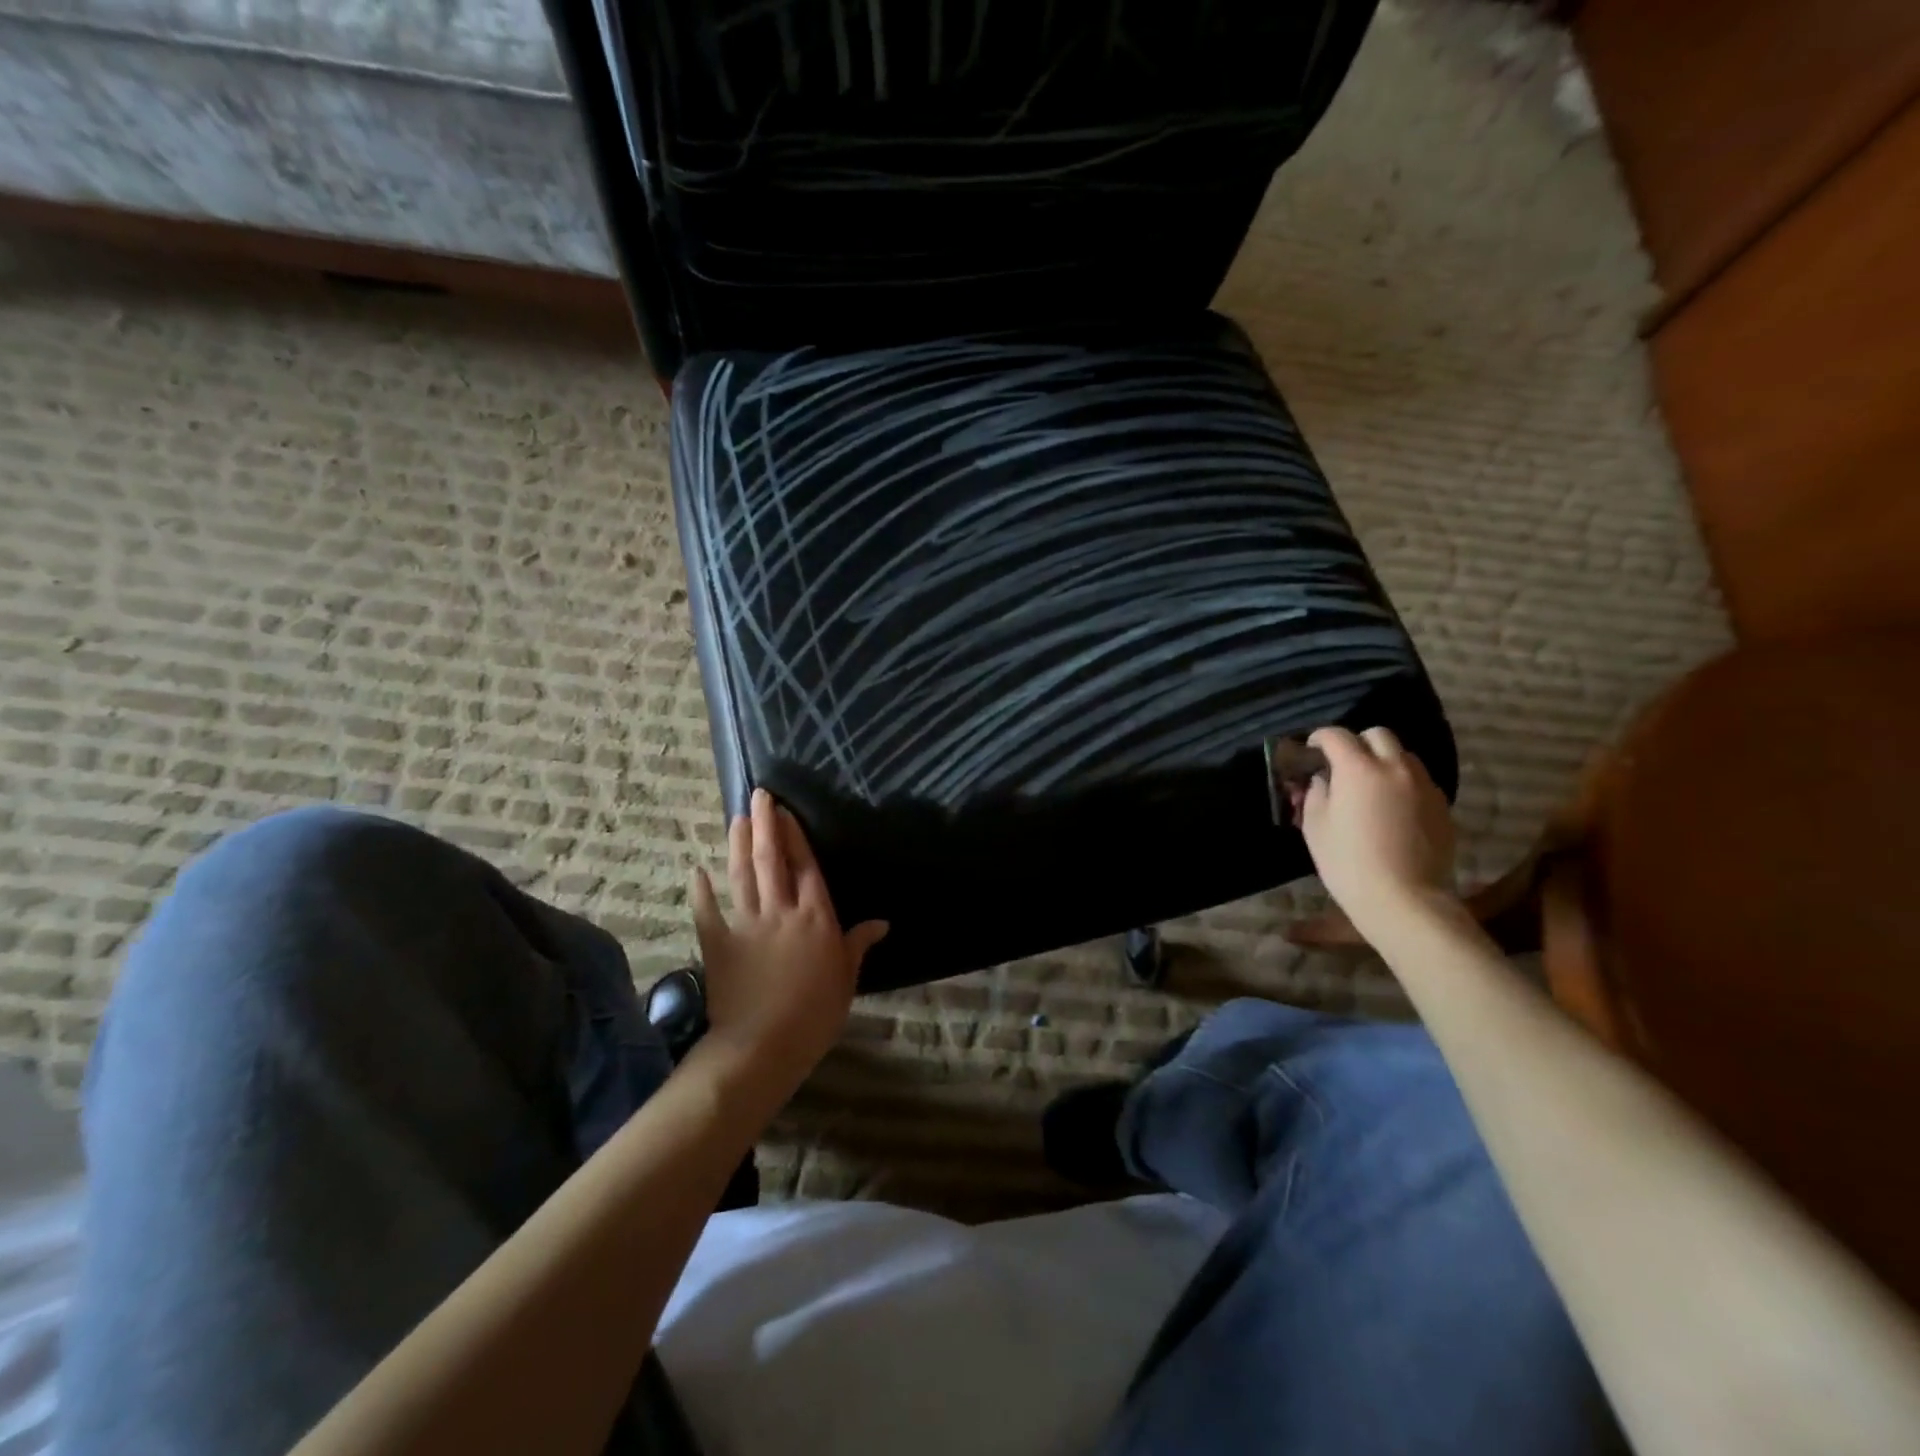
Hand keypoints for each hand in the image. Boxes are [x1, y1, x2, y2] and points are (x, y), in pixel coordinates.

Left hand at [690, 788, 886, 1090]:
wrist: (764, 1044)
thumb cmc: (815, 1013)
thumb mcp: (846, 978)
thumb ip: (857, 944)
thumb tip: (881, 922)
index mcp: (815, 916)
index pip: (805, 866)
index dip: (795, 836)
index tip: (785, 811)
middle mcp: (781, 911)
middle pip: (772, 859)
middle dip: (765, 824)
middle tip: (758, 795)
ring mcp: (747, 925)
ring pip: (742, 876)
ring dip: (738, 845)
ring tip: (737, 818)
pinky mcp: (719, 944)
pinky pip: (708, 912)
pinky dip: (702, 891)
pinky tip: (697, 870)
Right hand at [1299, 726, 1458, 943]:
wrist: (1405, 899)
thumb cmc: (1348, 863)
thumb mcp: (1315, 827)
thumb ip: (1315, 794)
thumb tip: (1322, 780)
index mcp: (1358, 769)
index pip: (1336, 735)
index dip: (1319, 738)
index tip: (1311, 750)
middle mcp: (1395, 767)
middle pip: (1378, 734)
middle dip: (1357, 742)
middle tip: (1342, 765)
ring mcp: (1424, 786)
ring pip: (1403, 756)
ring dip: (1383, 761)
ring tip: (1370, 786)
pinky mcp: (1442, 806)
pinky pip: (1419, 781)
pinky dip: (1402, 783)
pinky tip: (1392, 809)